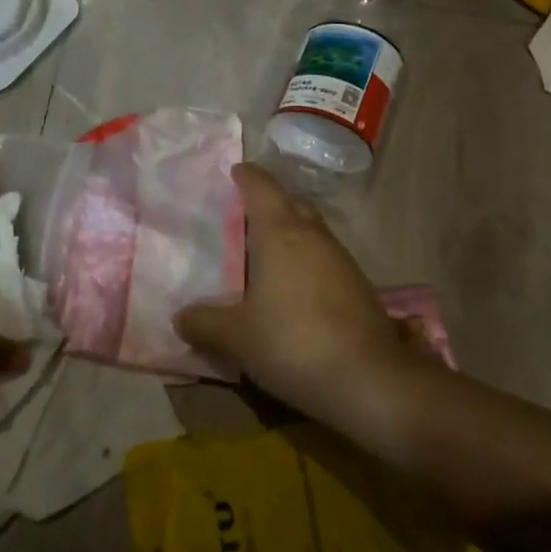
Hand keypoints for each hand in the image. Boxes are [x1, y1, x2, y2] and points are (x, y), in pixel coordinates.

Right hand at [174, 165, 431, 437]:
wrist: (370, 380)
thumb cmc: (293, 342)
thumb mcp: (237, 337)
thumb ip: (205, 322)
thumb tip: (180, 317)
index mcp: (280, 233)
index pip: (262, 187)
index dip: (247, 176)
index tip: (234, 171)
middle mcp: (313, 236)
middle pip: (291, 203)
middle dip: (269, 203)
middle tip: (241, 216)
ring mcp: (341, 259)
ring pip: (311, 231)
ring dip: (289, 234)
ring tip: (263, 255)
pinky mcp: (358, 286)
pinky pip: (323, 258)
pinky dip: (305, 261)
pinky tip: (292, 289)